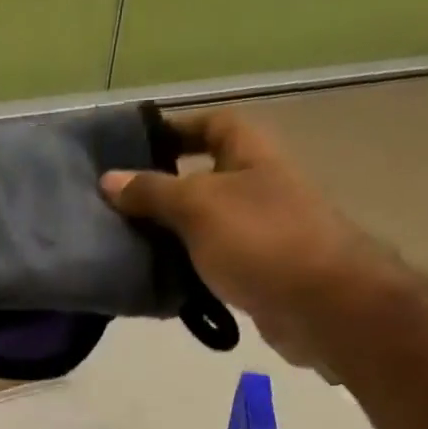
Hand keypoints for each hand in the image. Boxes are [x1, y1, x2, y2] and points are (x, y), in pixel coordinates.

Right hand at [101, 112, 406, 375]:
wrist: (319, 304)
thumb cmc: (260, 240)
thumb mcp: (198, 207)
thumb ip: (153, 193)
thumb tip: (109, 180)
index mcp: (250, 154)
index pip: (212, 124)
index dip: (177, 130)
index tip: (135, 149)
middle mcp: (259, 187)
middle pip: (206, 179)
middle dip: (165, 192)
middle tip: (120, 210)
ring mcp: (261, 234)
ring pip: (207, 228)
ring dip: (174, 238)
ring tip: (130, 250)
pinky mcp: (258, 276)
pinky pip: (215, 266)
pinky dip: (190, 273)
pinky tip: (161, 286)